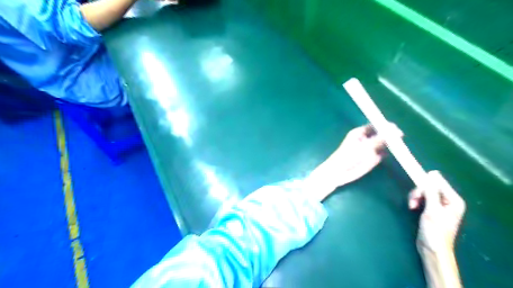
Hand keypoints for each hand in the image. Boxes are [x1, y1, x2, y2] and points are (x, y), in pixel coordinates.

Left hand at [306, 123, 402, 201]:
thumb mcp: (364, 147)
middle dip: (390, 134)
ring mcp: (370, 148)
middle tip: (399, 136)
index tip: (395, 128)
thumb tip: (394, 130)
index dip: (385, 126)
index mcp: (360, 132)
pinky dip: (389, 152)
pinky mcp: (373, 157)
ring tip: (397, 145)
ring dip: (391, 143)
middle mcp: (366, 139)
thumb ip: (379, 139)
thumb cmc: (348, 157)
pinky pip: (384, 153)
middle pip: (381, 133)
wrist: (340, 172)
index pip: (376, 125)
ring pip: (384, 143)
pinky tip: (393, 153)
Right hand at [409, 171, 464, 251]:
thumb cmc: (435, 230)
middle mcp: (448, 200)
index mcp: (453, 200)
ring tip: (412, 206)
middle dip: (418, 193)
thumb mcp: (432, 210)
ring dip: (415, 197)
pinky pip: (422, 198)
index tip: (414, 183)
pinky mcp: (431, 208)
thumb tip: (432, 173)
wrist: (432, 248)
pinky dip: (415, 201)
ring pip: (423, 192)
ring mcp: (439, 204)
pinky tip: (412, 207)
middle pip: (429, 186)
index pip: (438, 182)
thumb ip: (432, 191)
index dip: (425, 183)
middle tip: (413, 202)